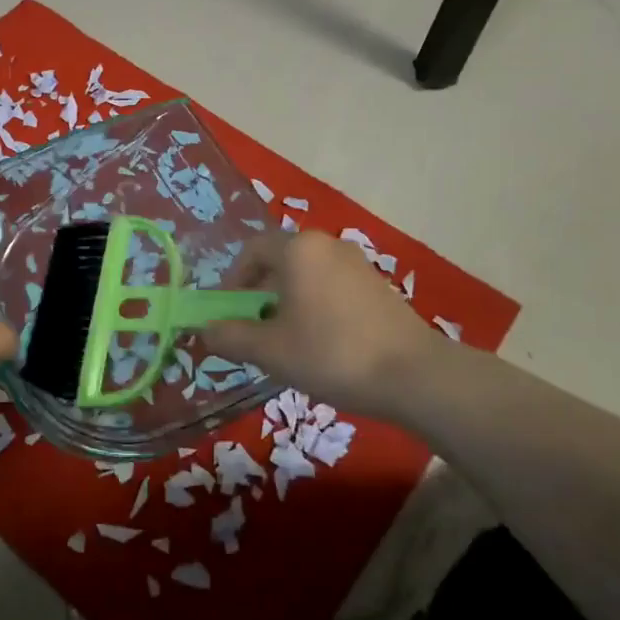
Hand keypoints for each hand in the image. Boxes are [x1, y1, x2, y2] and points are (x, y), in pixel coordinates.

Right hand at [200, 232, 447, 414]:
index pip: (252, 251)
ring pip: (307, 275)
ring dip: (288, 302)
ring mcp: (357, 263)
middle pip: (279, 262)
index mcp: (298, 249)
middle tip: (256, 332)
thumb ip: (230, 337)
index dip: (233, 282)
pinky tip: (323, 344)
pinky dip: (316, 306)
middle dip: (260, 295)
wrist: (414, 375)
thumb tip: (204, 331)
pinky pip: (332, 286)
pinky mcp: (377, 285)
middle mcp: (327, 245)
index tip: (230, 315)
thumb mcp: (271, 351)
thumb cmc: (331, 354)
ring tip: (288, 342)